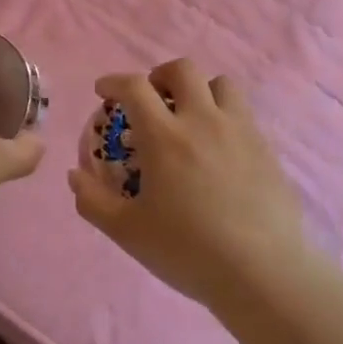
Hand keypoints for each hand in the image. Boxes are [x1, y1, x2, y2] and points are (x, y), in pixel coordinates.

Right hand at [68, 60, 307, 307]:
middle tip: (151, 100)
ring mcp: (241, 131)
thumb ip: (93, 201)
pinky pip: (243, 114)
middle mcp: (204, 121)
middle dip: (160, 76)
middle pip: (183, 70)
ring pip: (221, 84)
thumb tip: (75, 175)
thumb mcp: (127, 232)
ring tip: (190, 118)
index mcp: (165, 137)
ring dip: (199, 91)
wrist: (262, 273)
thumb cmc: (188, 251)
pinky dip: (224, 117)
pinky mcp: (267, 149)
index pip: (135, 87)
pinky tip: (218, 151)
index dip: (114, 81)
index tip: (104, 91)